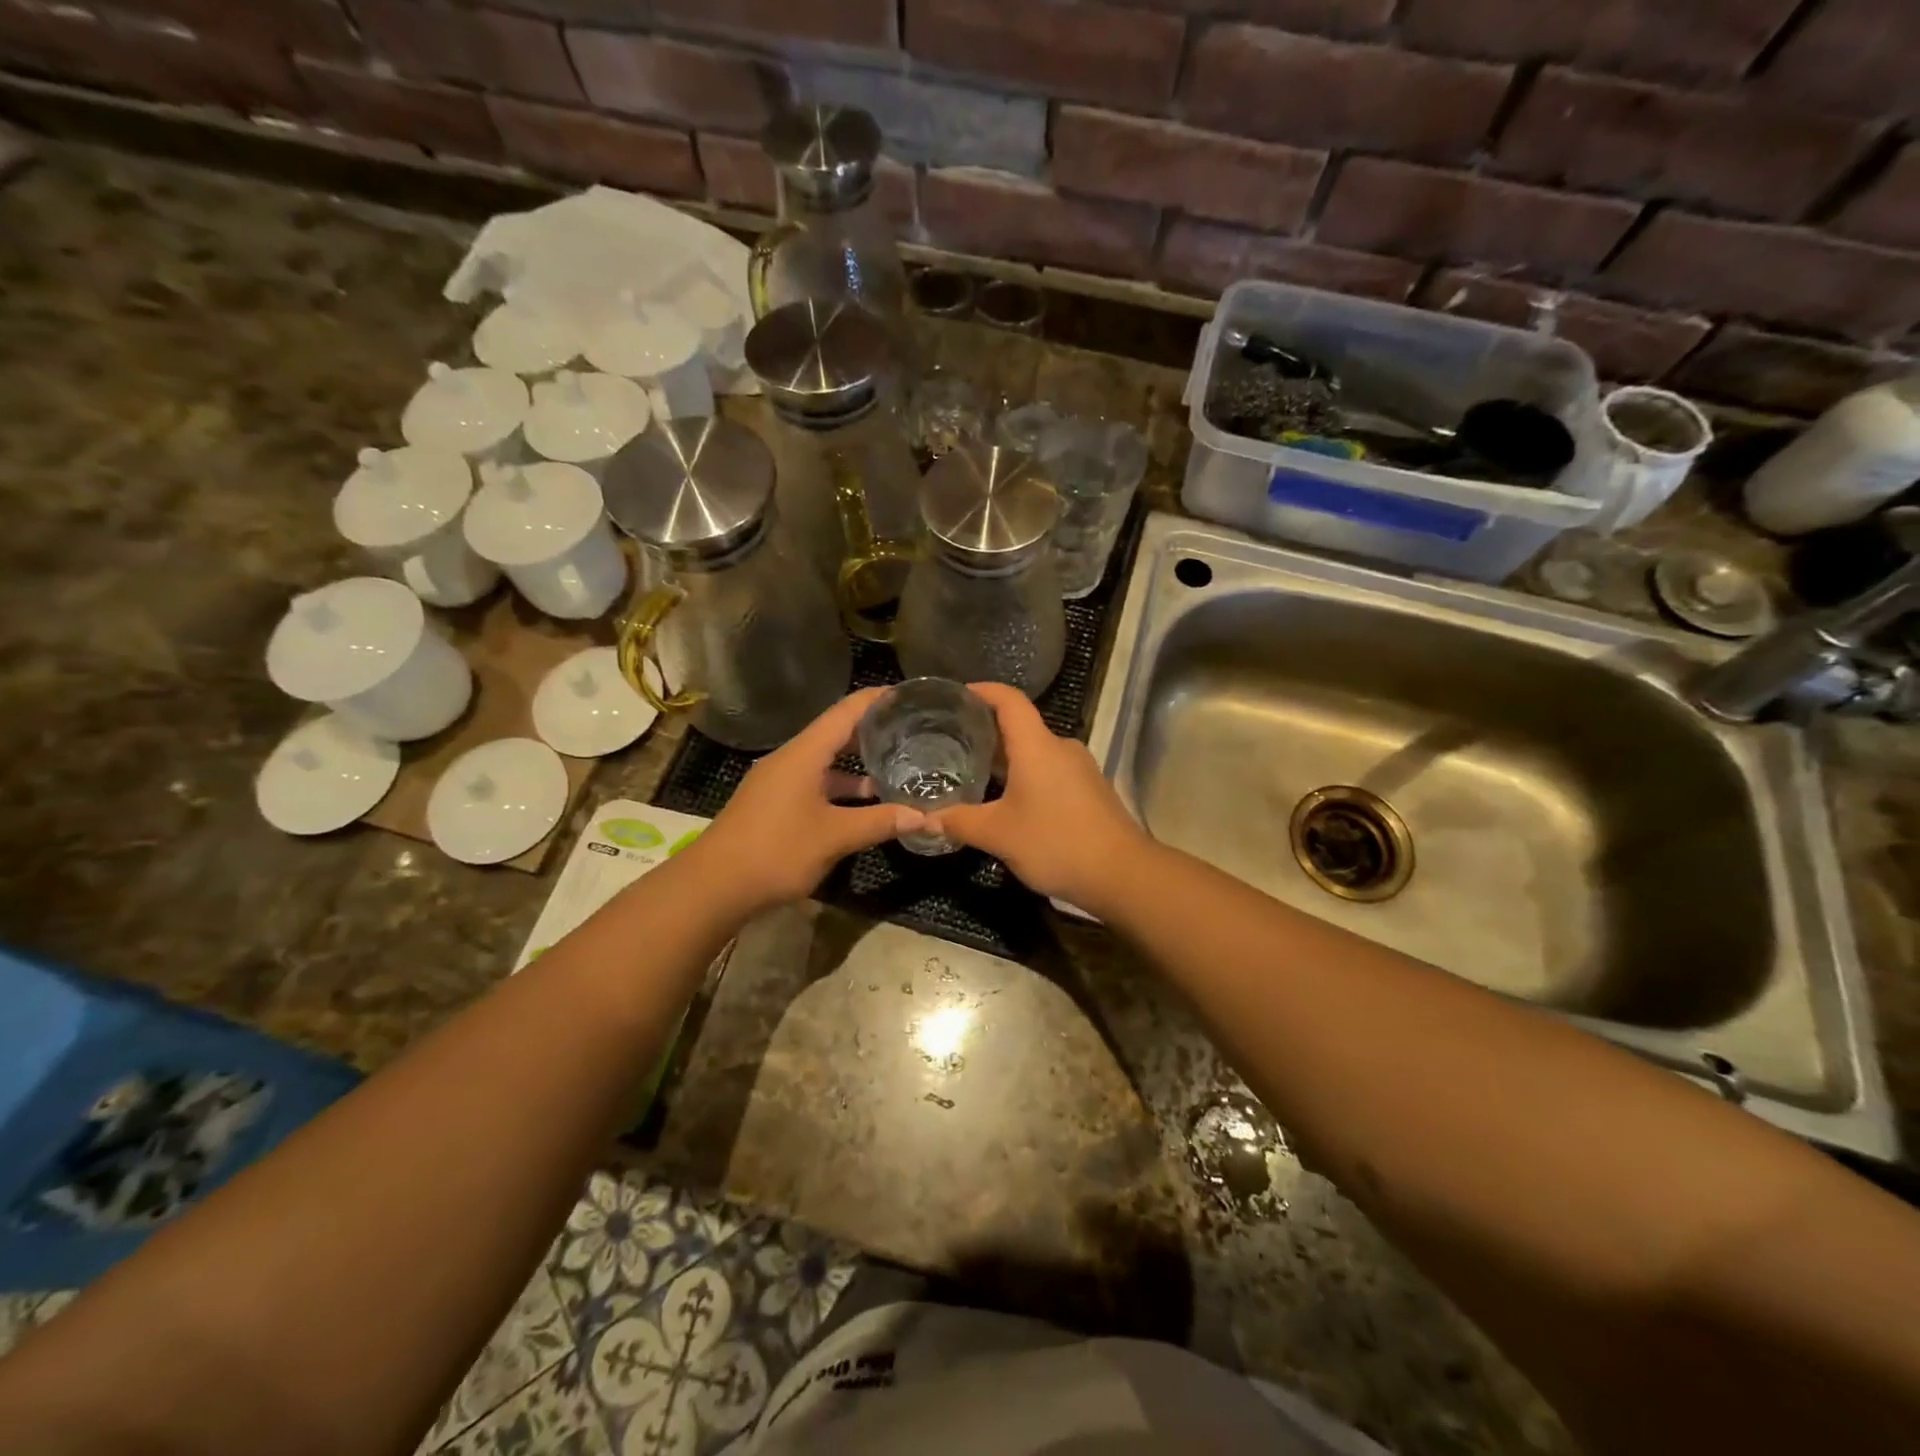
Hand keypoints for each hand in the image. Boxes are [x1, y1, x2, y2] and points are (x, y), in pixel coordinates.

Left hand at [687, 689, 923, 915]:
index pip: (846, 712)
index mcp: (804, 754)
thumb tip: (925, 818)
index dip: (877, 700)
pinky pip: (815, 784)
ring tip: (896, 769)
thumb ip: (880, 823)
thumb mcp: (835, 836)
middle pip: (836, 734)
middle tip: (912, 733)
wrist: (714, 886)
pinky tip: (863, 805)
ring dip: (857, 766)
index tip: (908, 695)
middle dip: (872, 732)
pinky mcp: (774, 804)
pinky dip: (840, 788)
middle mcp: (790, 759)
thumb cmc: (776, 850)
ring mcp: (779, 782)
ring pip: (825, 763)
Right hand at [926, 682, 1149, 909]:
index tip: (958, 695)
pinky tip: (1007, 800)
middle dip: (986, 731)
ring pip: (1036, 752)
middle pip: (1020, 727)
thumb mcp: (999, 834)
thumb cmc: (1056, 843)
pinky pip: (1050, 771)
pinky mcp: (1090, 790)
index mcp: (1037, 746)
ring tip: (973, 772)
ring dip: (1006, 758)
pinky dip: (1025, 776)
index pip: (1009, 700)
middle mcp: (1060, 748)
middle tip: (951, 742)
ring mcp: (1079, 769)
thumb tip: (925, 818)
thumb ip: (960, 822)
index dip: (983, 691)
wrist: (1122, 874)